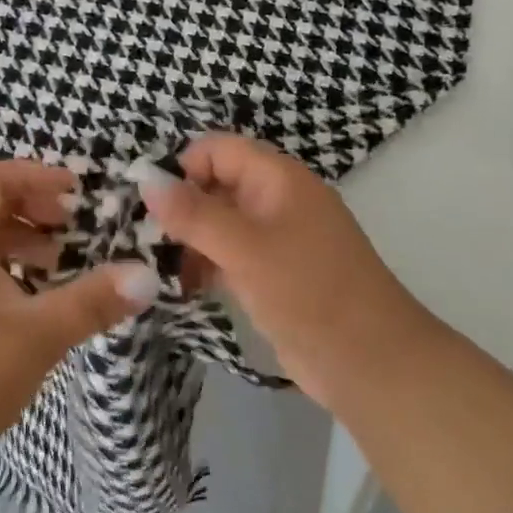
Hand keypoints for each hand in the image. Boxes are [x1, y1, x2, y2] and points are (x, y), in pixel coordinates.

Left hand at [0, 159, 158, 486]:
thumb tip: (147, 276)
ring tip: (58, 263)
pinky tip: (31, 301)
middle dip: (32, 206)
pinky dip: (4, 268)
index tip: (75, 192)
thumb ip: (92, 302)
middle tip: (71, 226)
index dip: (34, 175)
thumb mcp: (38, 335)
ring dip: (20, 239)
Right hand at [137, 135, 425, 409]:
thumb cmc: (309, 292)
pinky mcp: (273, 275)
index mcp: (278, 178)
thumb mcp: (245, 248)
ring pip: (219, 223)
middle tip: (142, 239)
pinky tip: (180, 286)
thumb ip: (193, 213)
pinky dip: (204, 265)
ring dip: (188, 240)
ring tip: (155, 267)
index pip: (218, 150)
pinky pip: (229, 256)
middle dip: (179, 207)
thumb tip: (145, 179)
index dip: (182, 168)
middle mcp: (276, 200)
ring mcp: (276, 240)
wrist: (371, 363)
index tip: (148, 204)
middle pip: (216, 185)